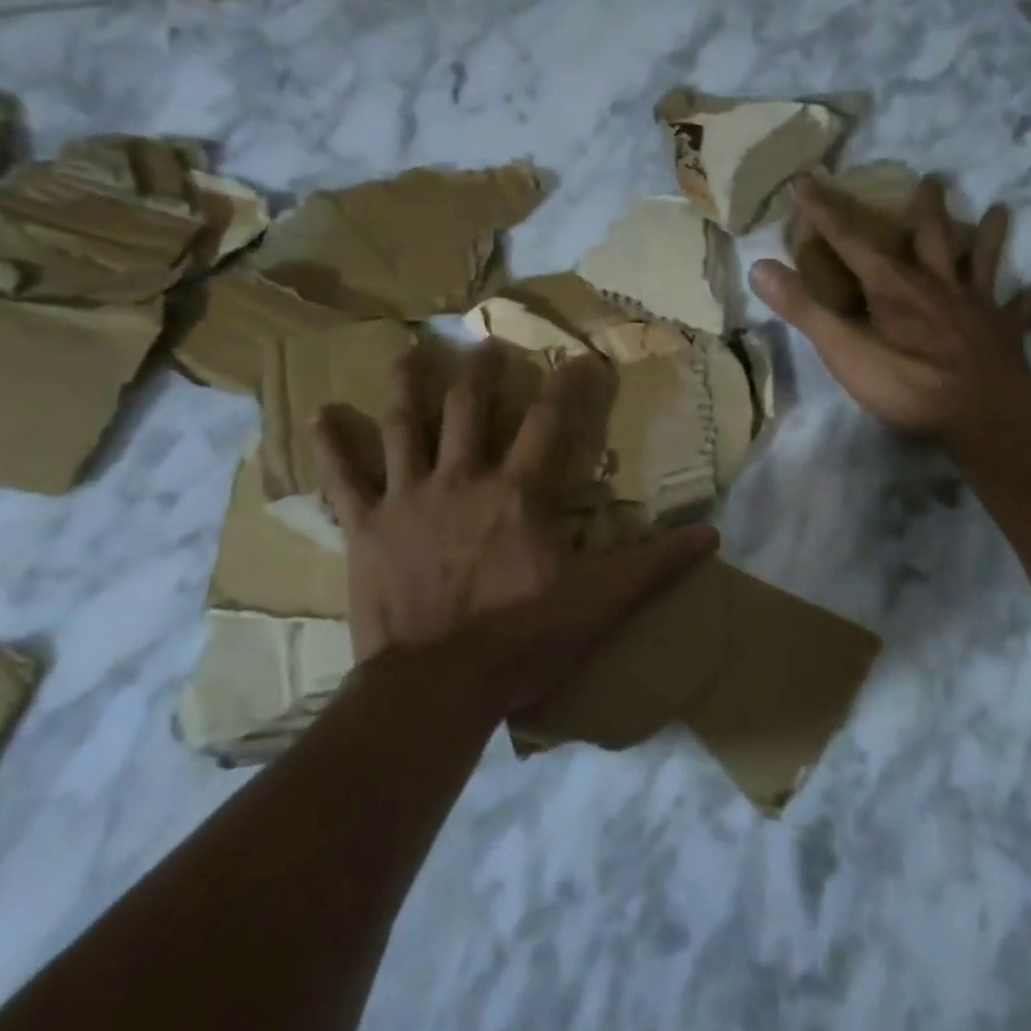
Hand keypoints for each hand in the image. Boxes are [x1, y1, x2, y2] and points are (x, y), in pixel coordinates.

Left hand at [311, 341, 716, 715]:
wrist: (440, 686)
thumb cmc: (523, 639)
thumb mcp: (601, 602)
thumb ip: (654, 565)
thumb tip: (711, 535)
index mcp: (518, 493)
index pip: (550, 423)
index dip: (568, 386)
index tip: (581, 357)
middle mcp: (462, 479)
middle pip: (469, 408)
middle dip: (481, 372)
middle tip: (485, 344)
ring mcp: (409, 499)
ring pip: (405, 425)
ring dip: (407, 384)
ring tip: (407, 349)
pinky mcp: (366, 528)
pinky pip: (344, 478)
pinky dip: (332, 446)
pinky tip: (319, 415)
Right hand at [749, 176, 1029, 437]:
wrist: (981, 415)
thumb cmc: (908, 384)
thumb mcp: (844, 350)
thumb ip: (804, 309)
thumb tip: (759, 265)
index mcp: (893, 287)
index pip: (851, 241)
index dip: (825, 211)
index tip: (806, 180)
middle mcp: (936, 284)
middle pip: (928, 238)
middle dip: (923, 209)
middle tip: (931, 178)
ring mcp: (976, 306)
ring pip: (981, 261)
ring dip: (988, 235)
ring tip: (1000, 208)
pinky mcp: (1005, 332)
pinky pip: (1029, 306)